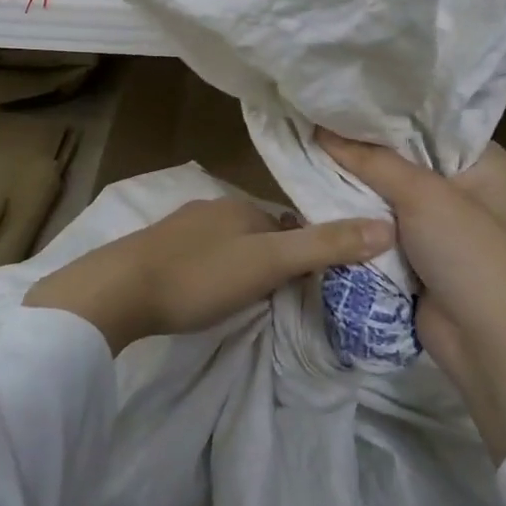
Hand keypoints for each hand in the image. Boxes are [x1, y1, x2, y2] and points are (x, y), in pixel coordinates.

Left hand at [25, 197, 392, 354]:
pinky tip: (205, 292)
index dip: (303, 249)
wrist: (118, 290)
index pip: (287, 222)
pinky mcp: (156, 249)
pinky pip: (198, 256)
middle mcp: (211, 207)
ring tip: (245, 298)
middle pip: (257, 232)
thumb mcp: (268, 264)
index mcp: (240, 206)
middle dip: (271, 256)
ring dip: (240, 264)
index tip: (311, 280)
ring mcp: (180, 227)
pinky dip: (211, 270)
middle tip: (279, 295)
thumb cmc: (200, 276)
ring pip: (226, 243)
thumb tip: (386, 226)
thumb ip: (323, 246)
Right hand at [317, 129, 505, 461]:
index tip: (342, 96)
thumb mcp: (424, 196)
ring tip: (308, 150)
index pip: (431, 123)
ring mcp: (442, 225)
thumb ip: (372, 160)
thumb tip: (321, 128)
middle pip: (406, 159)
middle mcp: (466, 189)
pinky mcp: (419, 255)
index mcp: (485, 164)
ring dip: (356, 185)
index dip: (388, 111)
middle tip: (316, 120)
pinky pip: (382, 226)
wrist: (491, 346)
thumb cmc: (471, 255)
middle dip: (364, 149)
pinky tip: (319, 195)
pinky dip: (358, 218)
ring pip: (389, 195)